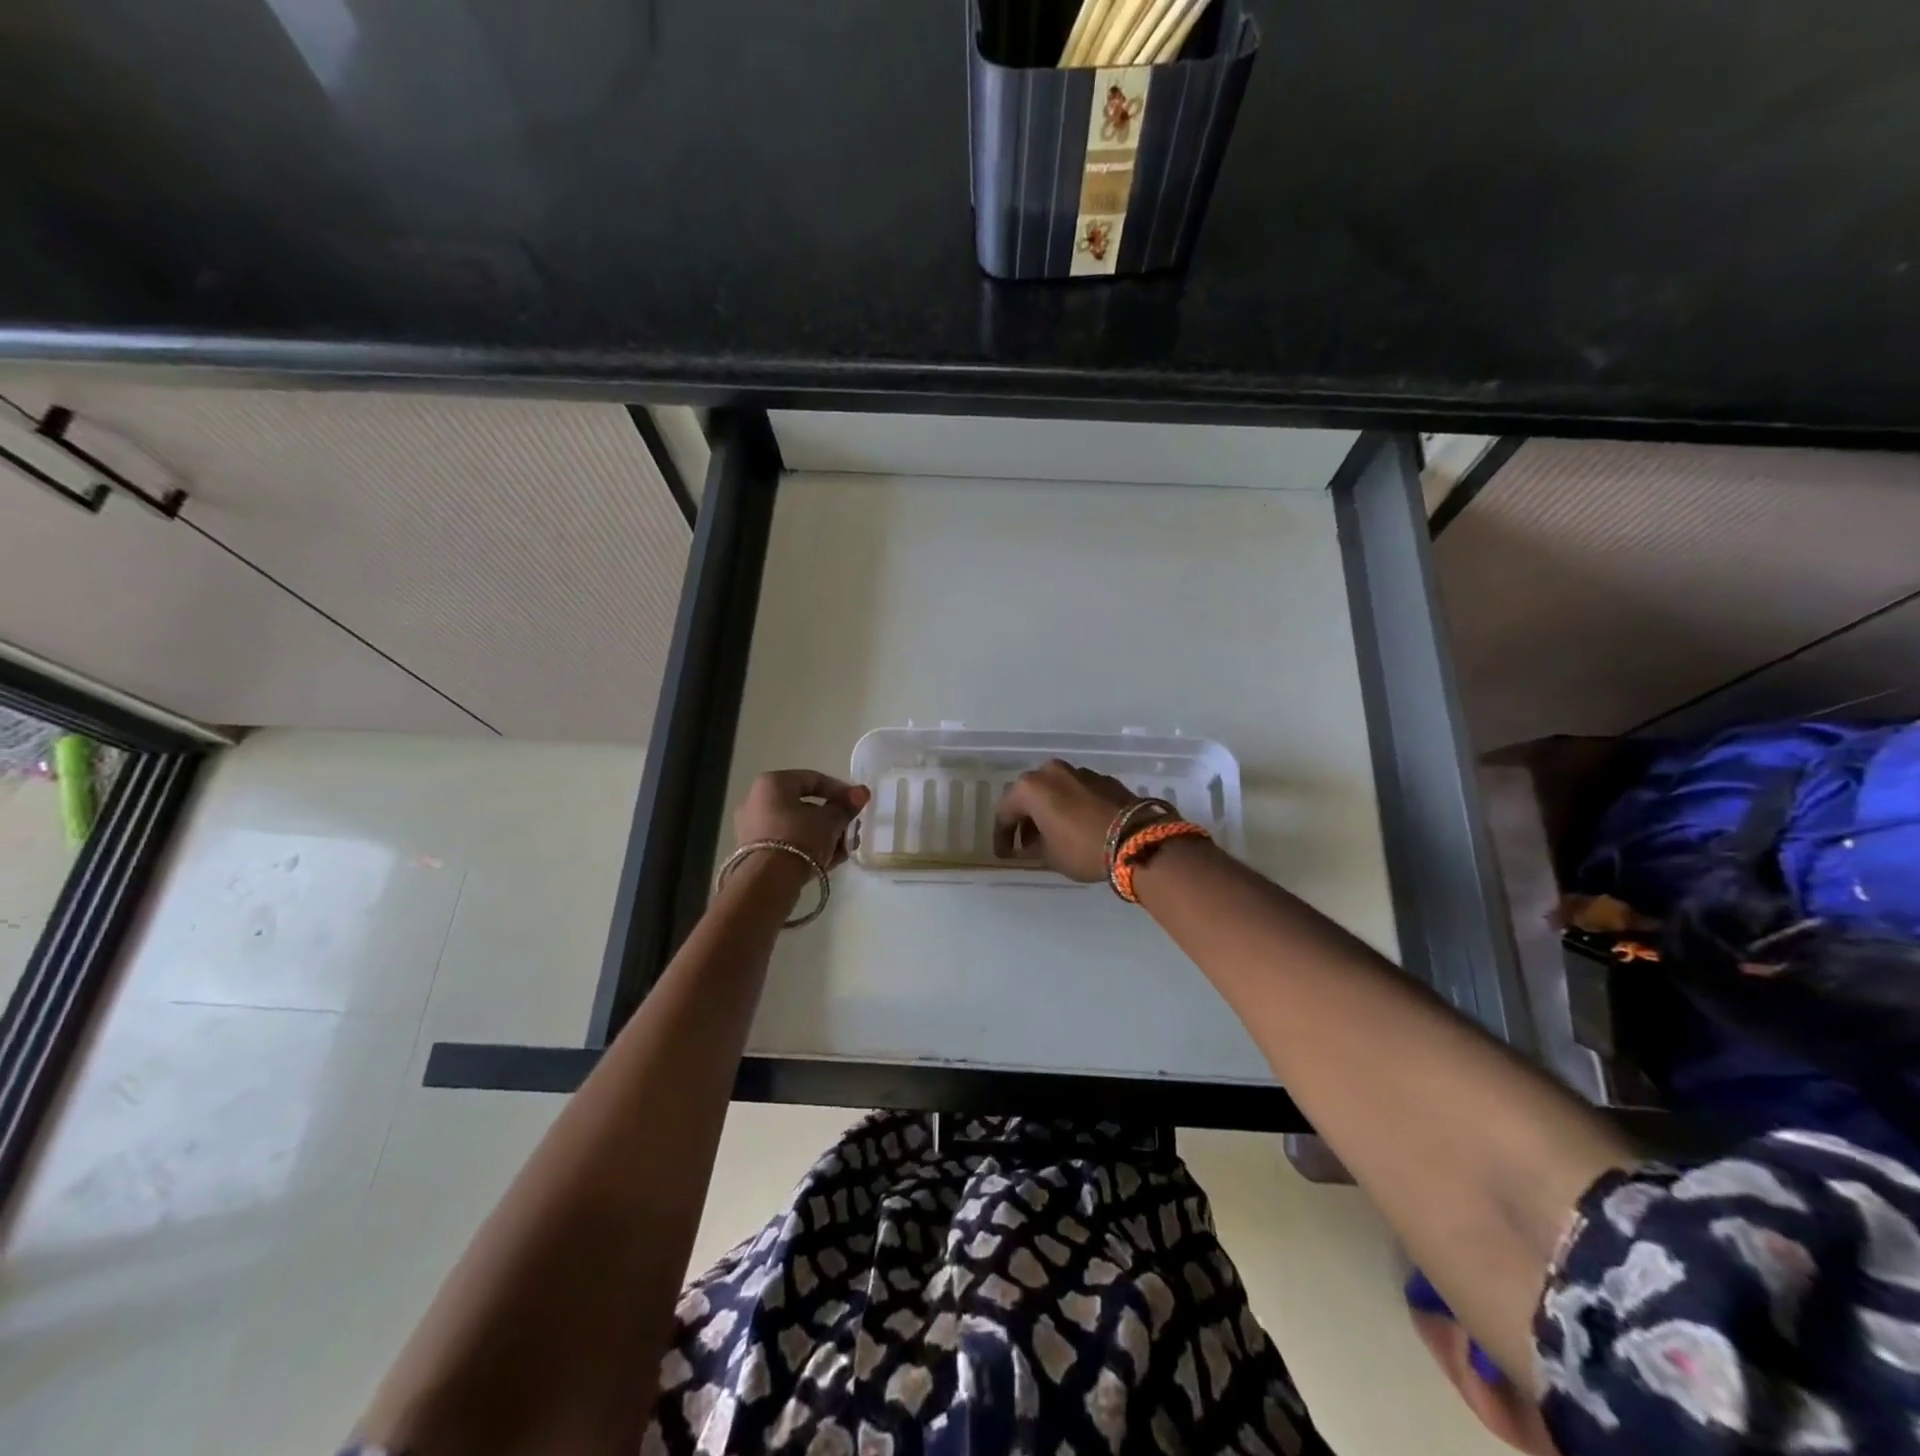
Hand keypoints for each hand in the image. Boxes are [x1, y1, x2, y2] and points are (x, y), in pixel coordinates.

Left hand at [733, 770, 870, 870]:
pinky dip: (809, 848)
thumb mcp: (830, 820)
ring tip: (845, 850)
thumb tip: (862, 793)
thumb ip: (846, 806)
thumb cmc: (800, 838)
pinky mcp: (755, 853)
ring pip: (798, 827)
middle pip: (806, 805)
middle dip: (834, 819)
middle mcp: (757, 801)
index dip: (841, 791)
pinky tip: (830, 861)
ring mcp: (754, 828)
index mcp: (772, 783)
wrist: (767, 882)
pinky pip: (788, 843)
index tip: (859, 804)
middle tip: (852, 831)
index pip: (814, 779)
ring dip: (825, 836)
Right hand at [992, 759, 1139, 881]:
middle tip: (1025, 843)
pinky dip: (1070, 806)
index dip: (1001, 835)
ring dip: (1048, 810)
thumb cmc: (1082, 848)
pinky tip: (1076, 826)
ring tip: (1051, 835)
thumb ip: (1034, 846)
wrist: (1136, 839)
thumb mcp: (1050, 855)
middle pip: (1029, 794)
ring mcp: (1080, 772)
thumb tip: (1032, 842)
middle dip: (1025, 818)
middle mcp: (1052, 772)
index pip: (1005, 811)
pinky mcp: (1104, 779)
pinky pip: (1076, 791)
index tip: (1004, 854)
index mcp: (1031, 787)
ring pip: (1054, 790)